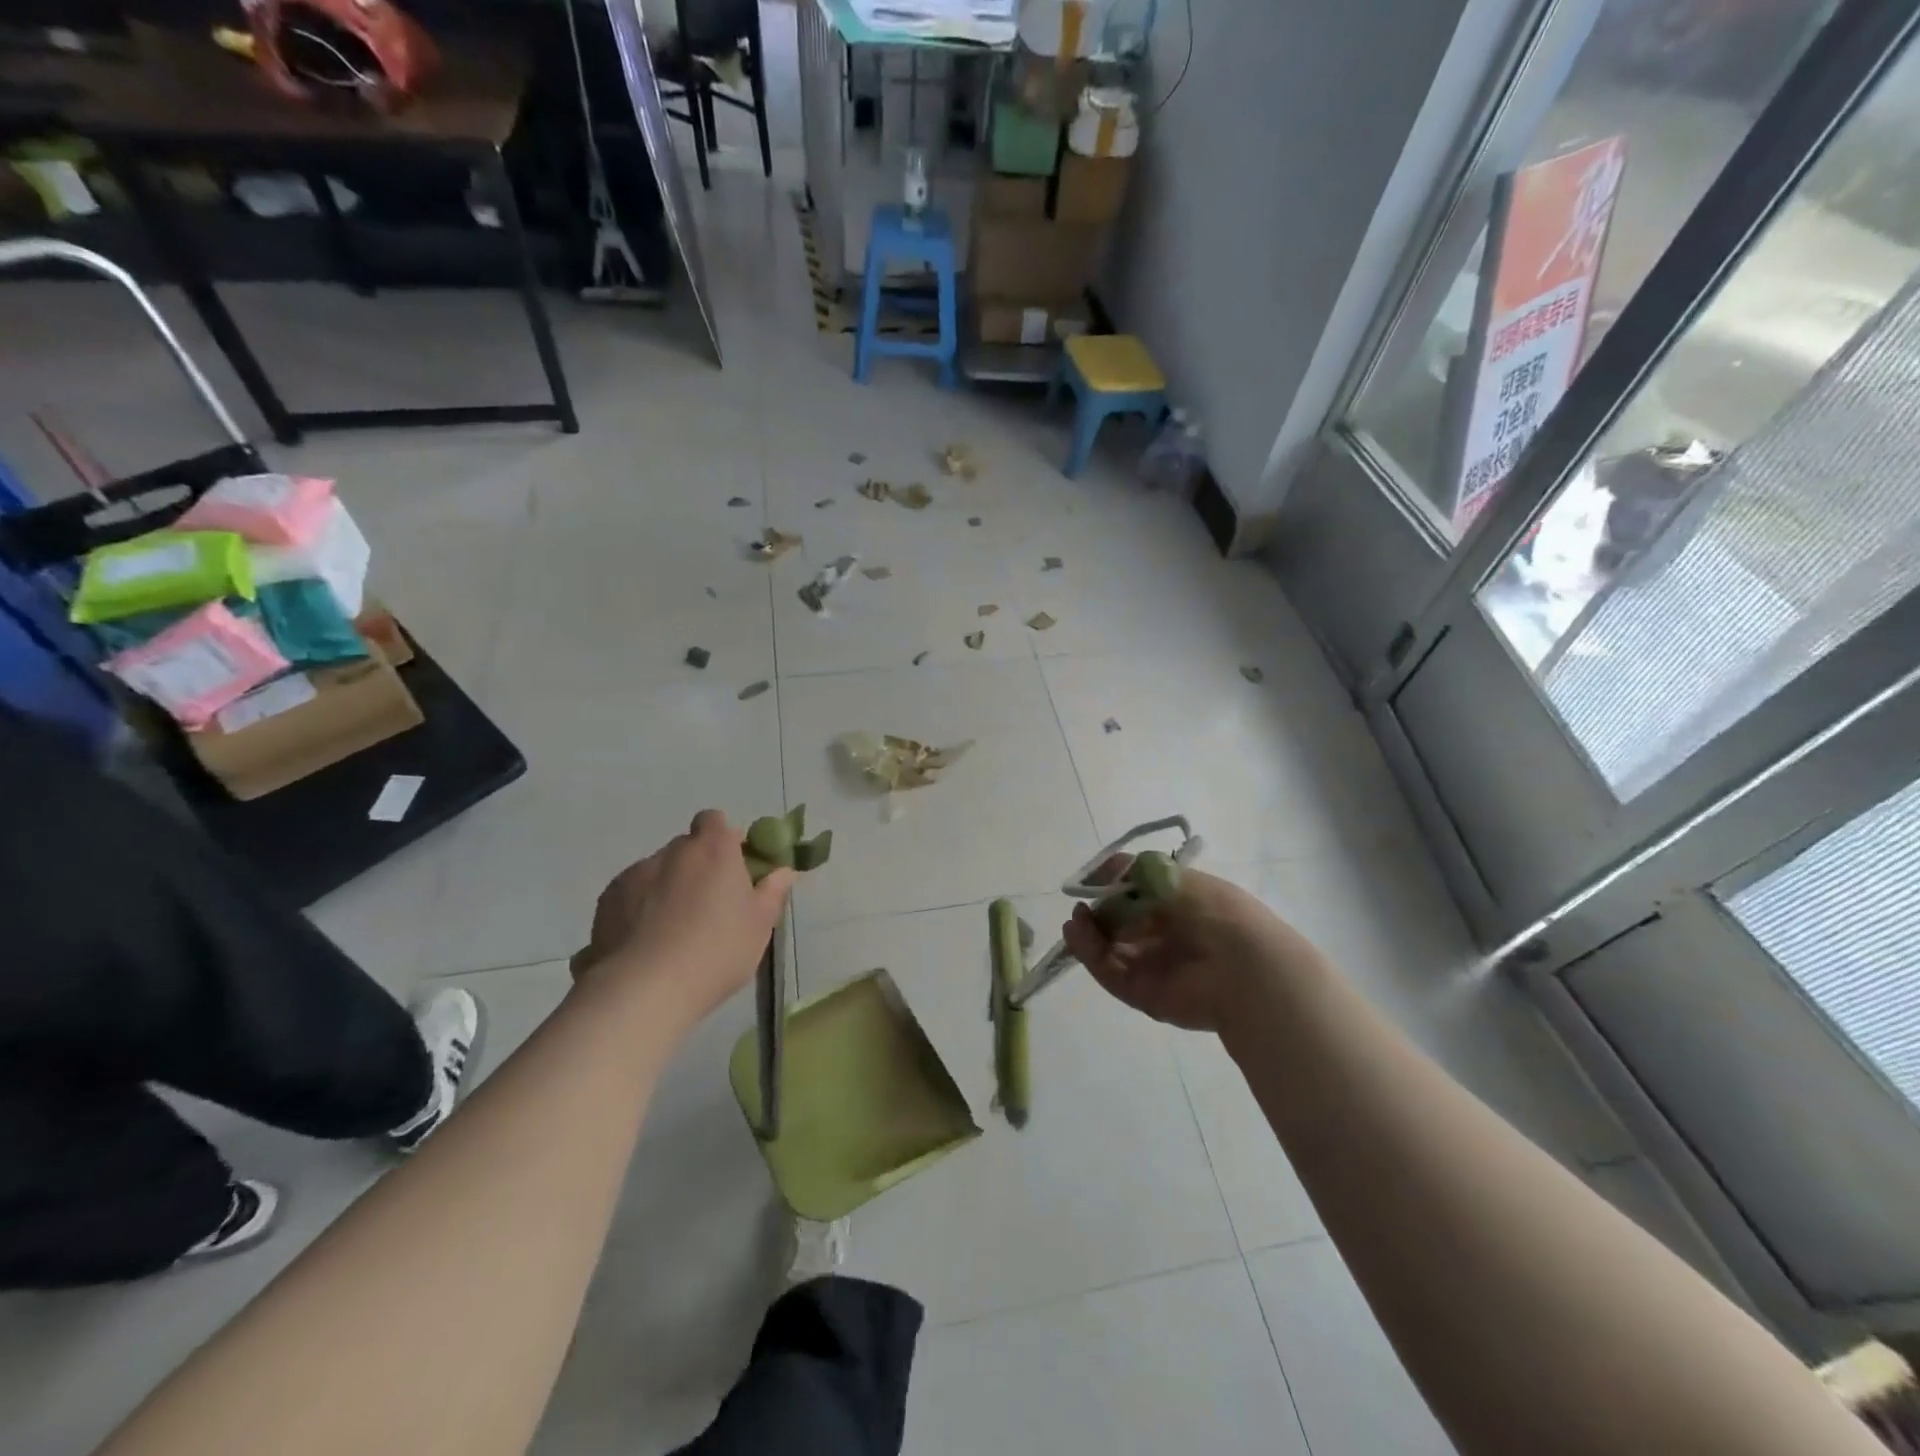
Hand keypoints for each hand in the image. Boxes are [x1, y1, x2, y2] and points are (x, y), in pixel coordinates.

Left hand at [572, 811, 796, 1029]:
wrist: (644, 990)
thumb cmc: (716, 950)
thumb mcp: (760, 925)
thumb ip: (773, 891)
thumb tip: (783, 871)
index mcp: (713, 849)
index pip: (715, 821)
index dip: (725, 839)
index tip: (734, 868)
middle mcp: (672, 852)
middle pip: (687, 847)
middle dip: (697, 867)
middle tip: (709, 906)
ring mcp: (634, 874)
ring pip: (657, 872)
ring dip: (667, 889)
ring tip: (672, 933)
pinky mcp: (606, 902)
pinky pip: (630, 896)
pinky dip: (639, 910)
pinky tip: (646, 945)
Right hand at [1061, 867, 1306, 1032]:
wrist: (1241, 965)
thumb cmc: (1211, 910)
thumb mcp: (1169, 875)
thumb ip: (1130, 872)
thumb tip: (1099, 876)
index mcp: (1181, 905)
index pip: (1138, 895)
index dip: (1113, 887)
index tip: (1093, 881)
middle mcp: (1166, 936)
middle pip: (1120, 924)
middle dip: (1097, 913)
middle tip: (1081, 906)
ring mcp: (1154, 967)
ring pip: (1110, 949)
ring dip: (1088, 933)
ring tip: (1075, 921)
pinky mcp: (1142, 994)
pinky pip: (1109, 971)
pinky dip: (1089, 953)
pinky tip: (1076, 933)